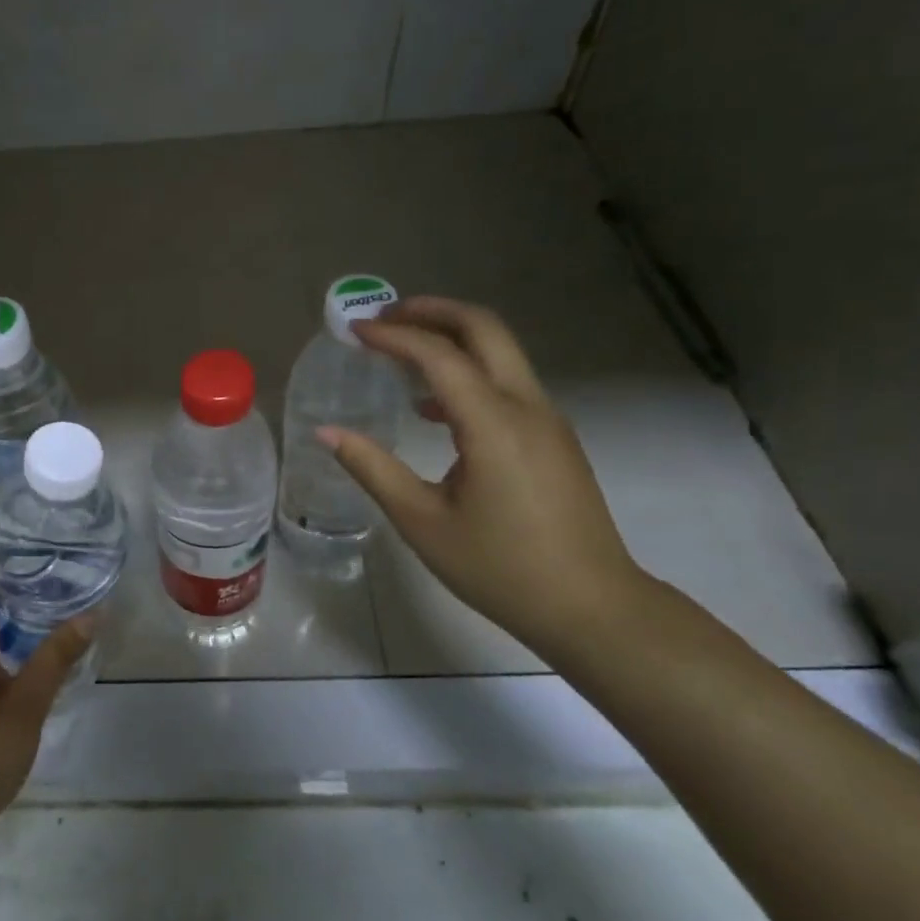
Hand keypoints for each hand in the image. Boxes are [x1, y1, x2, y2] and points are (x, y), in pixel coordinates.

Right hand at [319, 297, 648, 646]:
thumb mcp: (422, 522)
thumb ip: (372, 468)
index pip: (438, 356)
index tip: (354, 331)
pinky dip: (468, 372)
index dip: (393, 337)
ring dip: (451, 338)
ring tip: (400, 351)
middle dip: (432, 312)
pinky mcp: (553, 438)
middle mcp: (526, 407)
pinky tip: (432, 409)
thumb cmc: (500, 568)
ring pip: (500, 352)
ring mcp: (547, 420)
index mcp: (493, 424)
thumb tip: (327, 432)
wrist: (592, 608)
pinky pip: (507, 383)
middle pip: (484, 329)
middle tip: (384, 317)